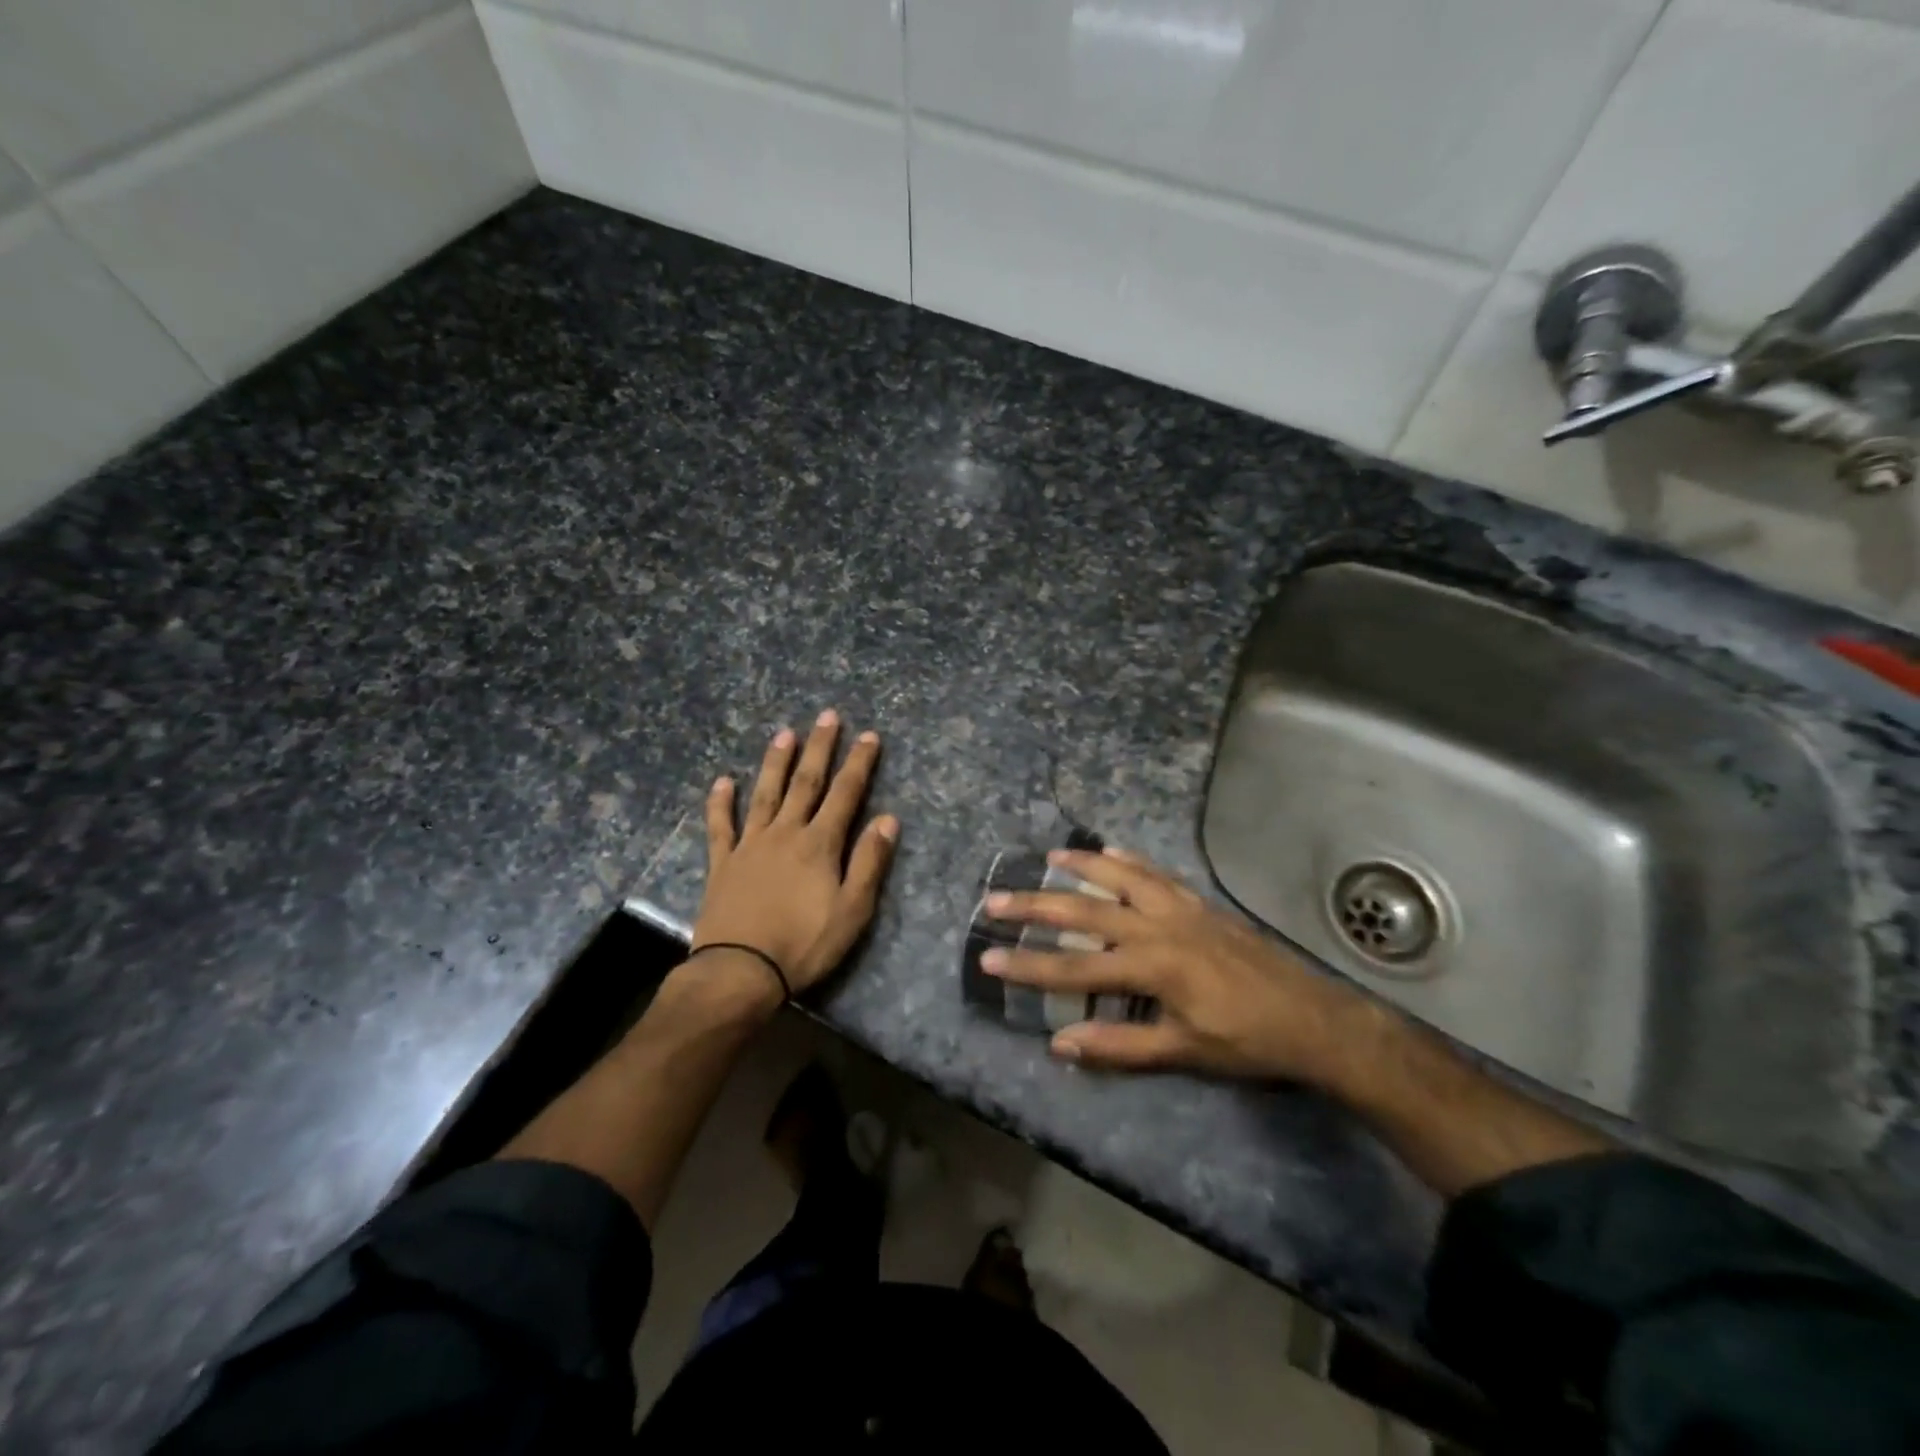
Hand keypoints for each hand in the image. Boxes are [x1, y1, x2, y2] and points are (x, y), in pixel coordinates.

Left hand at [691, 711, 899, 1000]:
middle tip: (827, 716)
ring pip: (765, 794)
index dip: (858, 764)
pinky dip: (721, 803)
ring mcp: (750, 845)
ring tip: (784, 734)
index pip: (845, 794)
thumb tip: (888, 818)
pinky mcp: (723, 863)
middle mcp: (785, 833)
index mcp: (819, 844)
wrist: (740, 971)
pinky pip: (721, 826)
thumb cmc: (804, 944)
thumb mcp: (852, 910)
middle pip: (805, 783)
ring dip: (776, 762)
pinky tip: (723, 781)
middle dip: (819, 748)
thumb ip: (869, 861)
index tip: (868, 735)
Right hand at [981, 848, 1376, 1081]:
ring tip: (1048, 857)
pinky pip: (1158, 873)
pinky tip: (1112, 852)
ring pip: (1121, 877)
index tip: (989, 959)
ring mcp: (1181, 908)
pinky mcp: (1200, 903)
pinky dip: (1131, 861)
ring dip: (1082, 866)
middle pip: (1086, 910)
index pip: (1075, 966)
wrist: (1313, 1018)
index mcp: (1152, 966)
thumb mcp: (1183, 1052)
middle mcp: (1159, 926)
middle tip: (996, 900)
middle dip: (1036, 906)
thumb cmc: (1247, 1042)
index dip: (1029, 964)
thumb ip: (1120, 1046)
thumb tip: (1061, 1043)